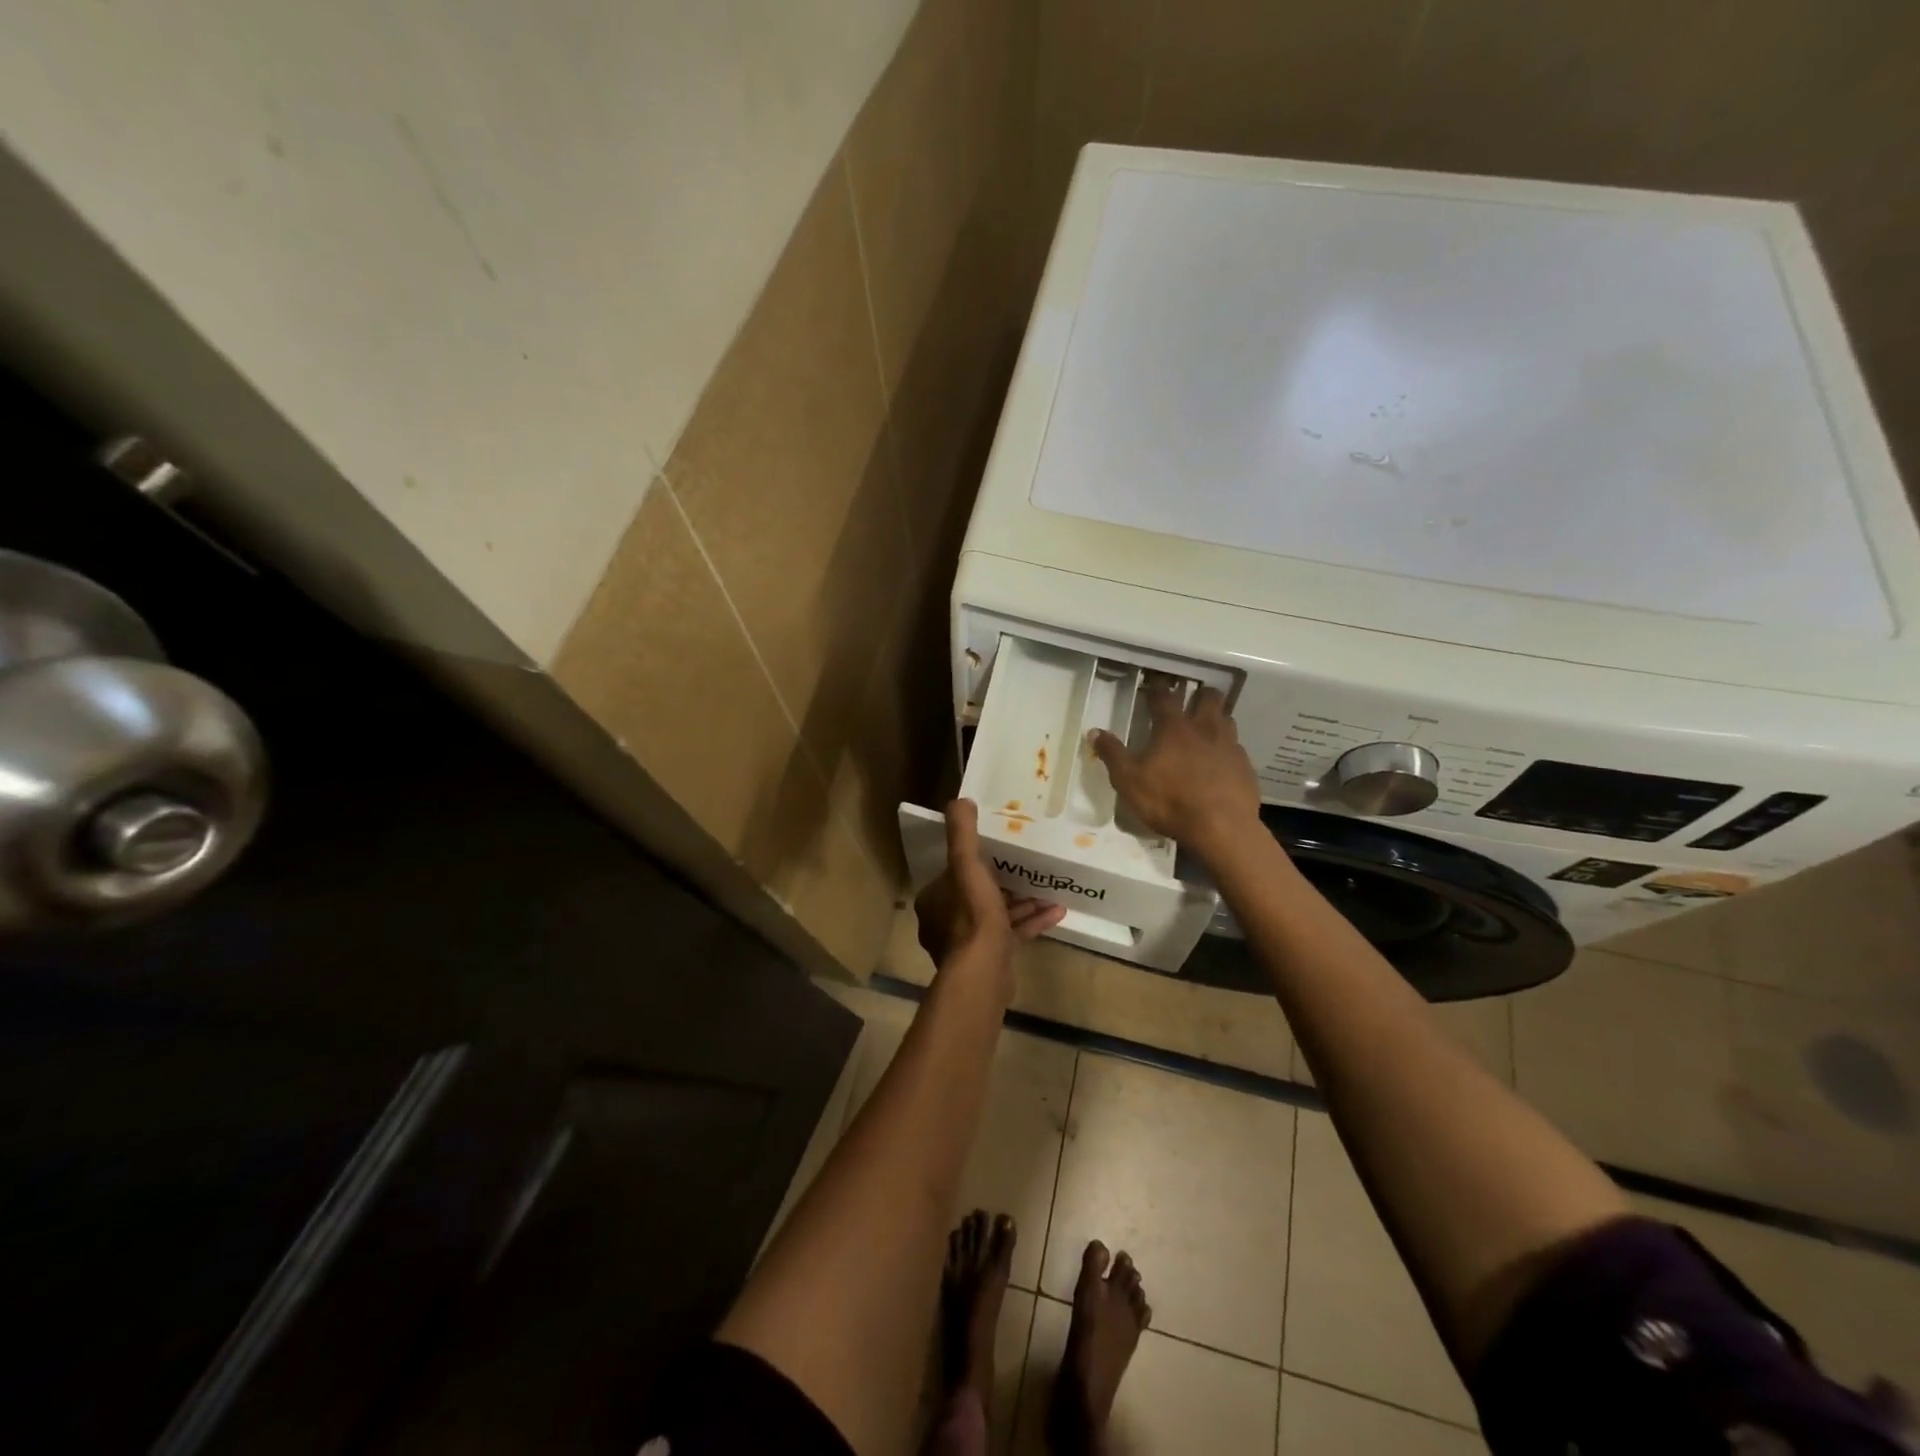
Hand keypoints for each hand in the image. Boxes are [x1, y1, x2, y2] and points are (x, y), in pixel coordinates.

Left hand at [915, 800, 1065, 985]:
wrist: (983, 973)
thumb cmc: (972, 915)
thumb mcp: (966, 866)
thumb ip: (962, 834)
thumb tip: (959, 801)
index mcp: (935, 899)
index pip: (954, 873)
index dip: (976, 860)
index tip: (1001, 850)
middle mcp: (945, 921)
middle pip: (978, 893)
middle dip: (1006, 881)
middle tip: (1030, 868)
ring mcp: (968, 944)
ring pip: (998, 914)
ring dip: (1024, 902)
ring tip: (1050, 889)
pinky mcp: (990, 960)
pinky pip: (1012, 934)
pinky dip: (1032, 923)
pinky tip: (1058, 913)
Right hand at [1090, 676, 1261, 860]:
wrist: (1221, 828)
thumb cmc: (1169, 801)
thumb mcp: (1128, 780)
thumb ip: (1112, 754)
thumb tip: (1094, 732)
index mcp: (1173, 728)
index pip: (1163, 696)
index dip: (1156, 687)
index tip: (1153, 683)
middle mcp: (1204, 728)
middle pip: (1208, 698)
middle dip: (1198, 694)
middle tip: (1189, 700)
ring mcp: (1229, 746)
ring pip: (1227, 719)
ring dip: (1216, 717)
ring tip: (1206, 727)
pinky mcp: (1245, 766)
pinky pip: (1237, 748)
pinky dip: (1227, 748)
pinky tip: (1220, 762)